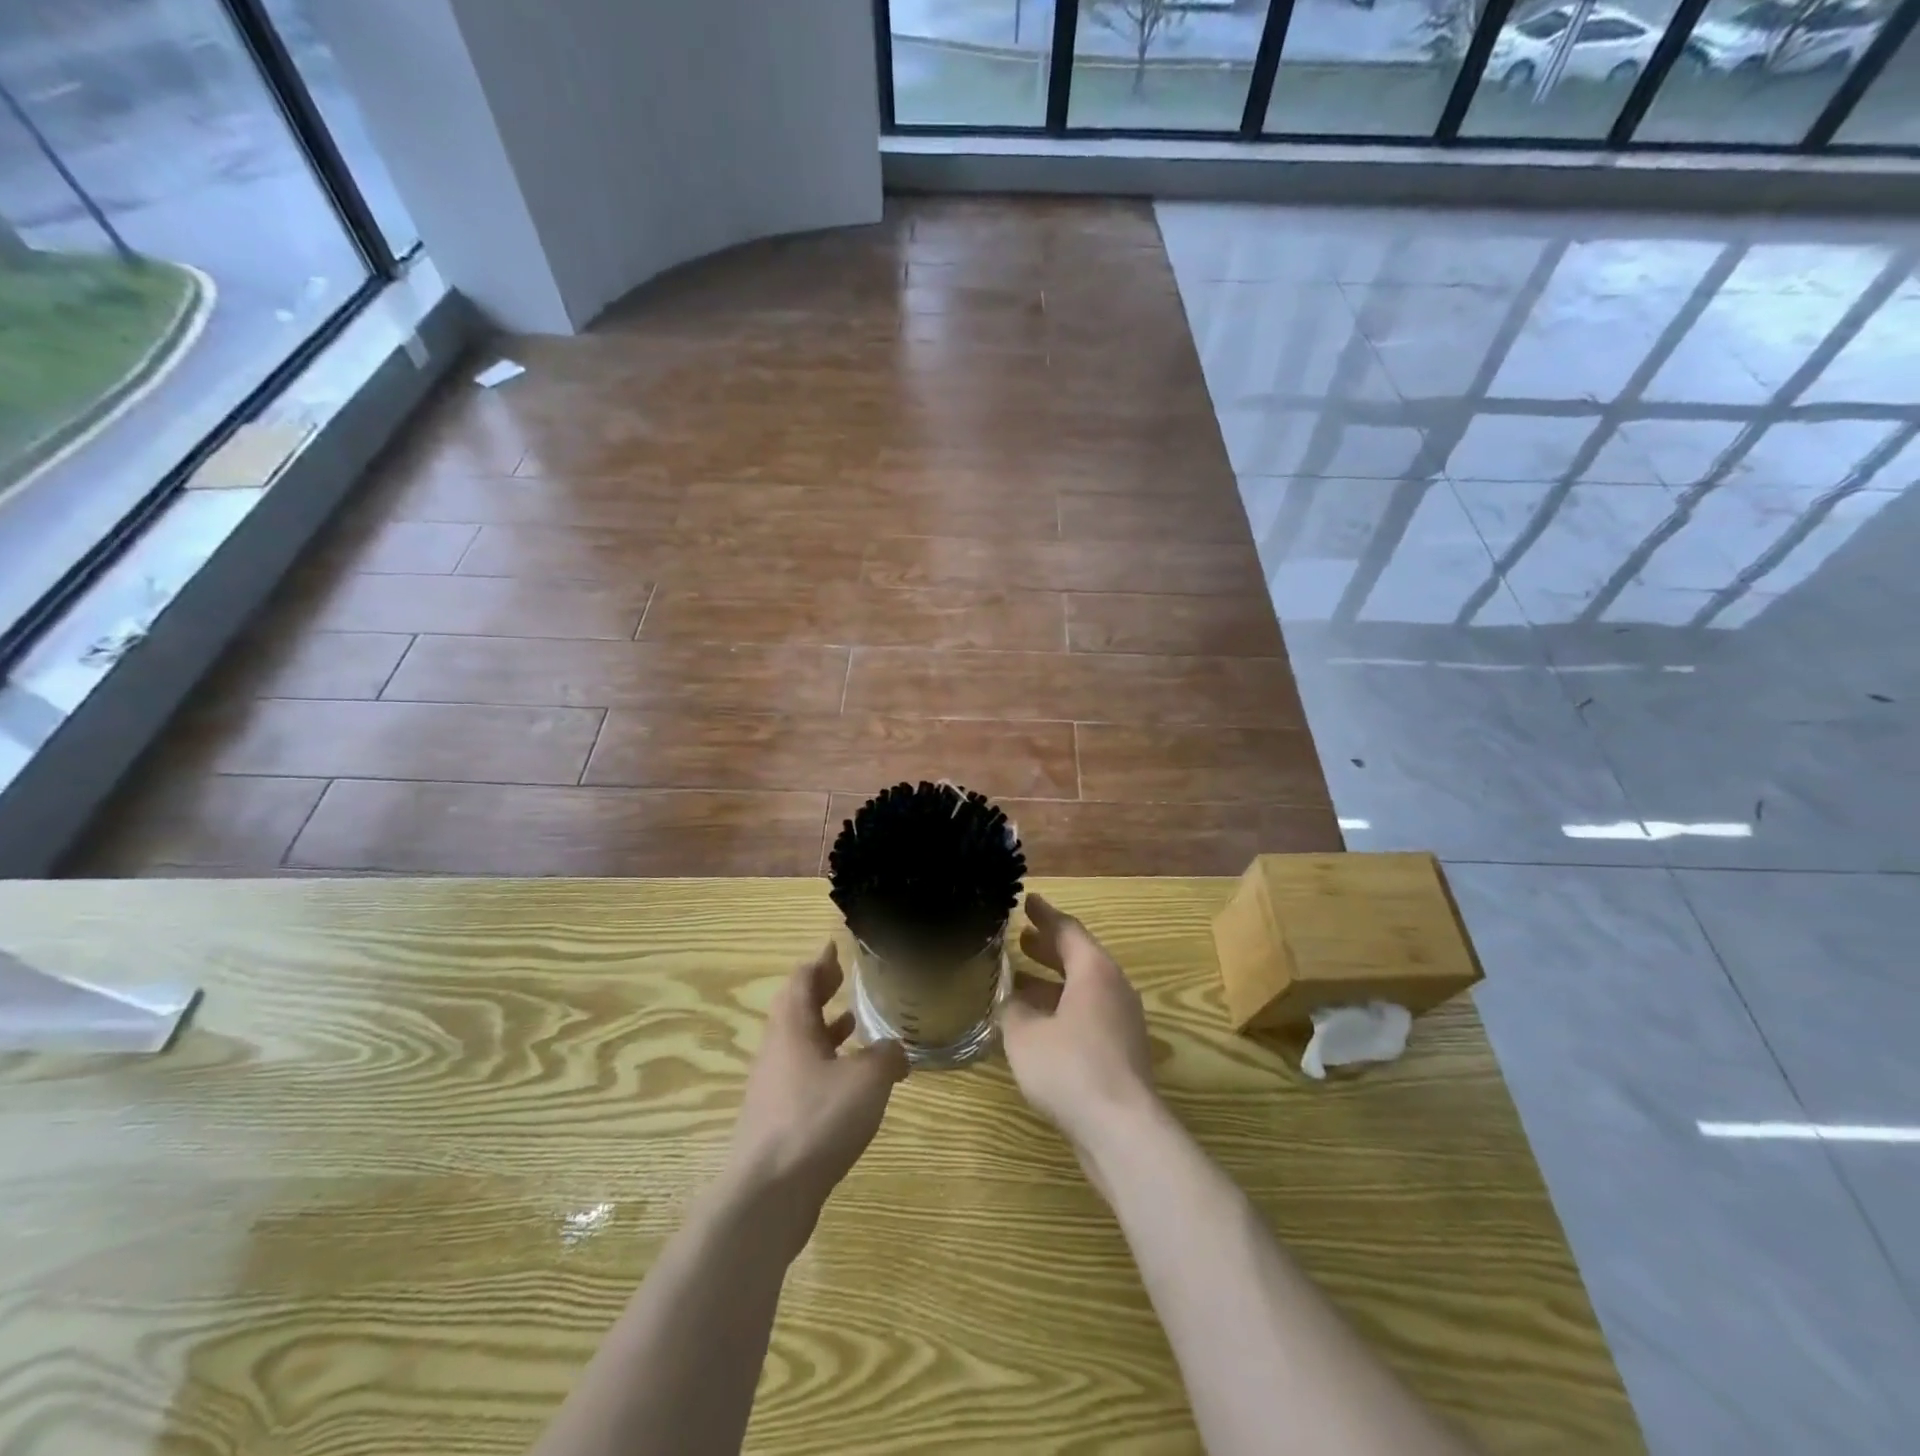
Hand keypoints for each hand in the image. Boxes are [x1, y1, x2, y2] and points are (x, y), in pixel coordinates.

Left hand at [726, 943, 908, 1245]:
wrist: (768, 1195)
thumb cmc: (816, 1120)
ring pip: (800, 1045)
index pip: (802, 980)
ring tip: (854, 1024)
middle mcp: (777, 1051)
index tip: (835, 948)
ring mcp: (773, 1088)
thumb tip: (894, 1050)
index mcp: (792, 1028)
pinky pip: (803, 1077)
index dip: (820, 962)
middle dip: (821, 993)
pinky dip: (826, 1066)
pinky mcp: (777, 1120)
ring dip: (824, 1030)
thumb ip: (886, 1056)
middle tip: (845, 980)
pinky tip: (851, 1084)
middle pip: (796, 1010)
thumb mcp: (867, 1079)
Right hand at [1001, 895, 1158, 1156]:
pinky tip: (1038, 1024)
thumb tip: (1012, 1002)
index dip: (1044, 915)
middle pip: (1079, 957)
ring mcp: (1123, 1021)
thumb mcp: (1025, 1034)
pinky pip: (1089, 1014)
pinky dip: (1063, 1007)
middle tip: (1021, 938)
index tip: (1027, 901)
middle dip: (1048, 947)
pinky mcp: (1122, 1051)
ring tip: (1021, 981)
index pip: (1067, 930)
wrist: (1122, 1130)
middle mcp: (1114, 988)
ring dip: (1053, 982)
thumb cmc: (1070, 1067)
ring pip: (1084, 988)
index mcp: (1094, 971)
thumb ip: (1013, 1010)